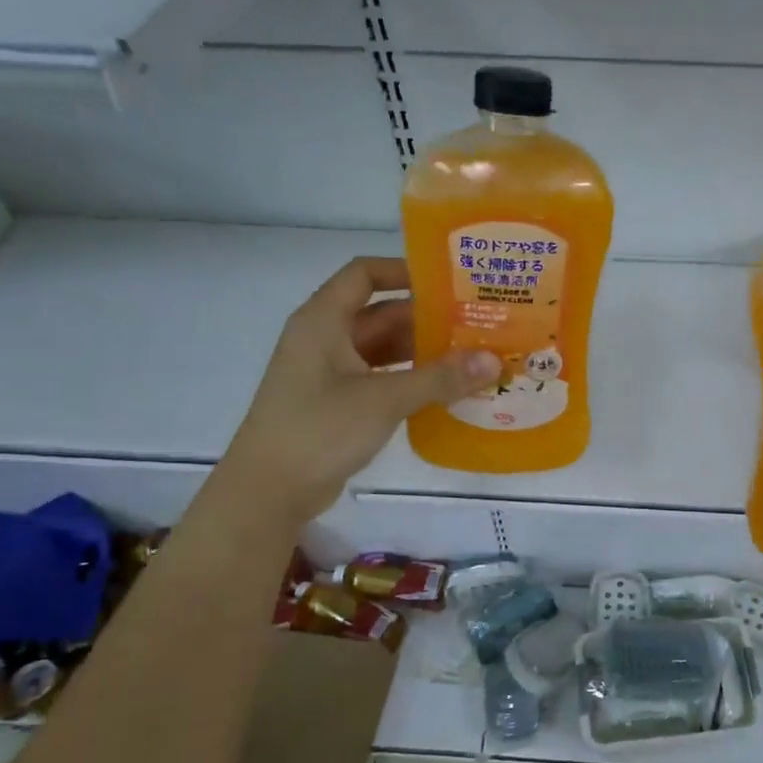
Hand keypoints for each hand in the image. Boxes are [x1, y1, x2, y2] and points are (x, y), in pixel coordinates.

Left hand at [223, 258, 497, 519]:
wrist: (269, 490)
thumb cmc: (319, 430)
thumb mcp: (384, 399)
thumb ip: (439, 378)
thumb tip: (493, 360)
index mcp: (323, 321)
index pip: (364, 274)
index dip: (404, 271)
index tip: (448, 282)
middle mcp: (324, 338)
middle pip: (381, 313)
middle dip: (427, 318)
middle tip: (476, 324)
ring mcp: (329, 373)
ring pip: (383, 349)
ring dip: (422, 352)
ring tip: (471, 356)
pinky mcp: (337, 403)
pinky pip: (380, 378)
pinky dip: (410, 379)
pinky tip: (445, 390)